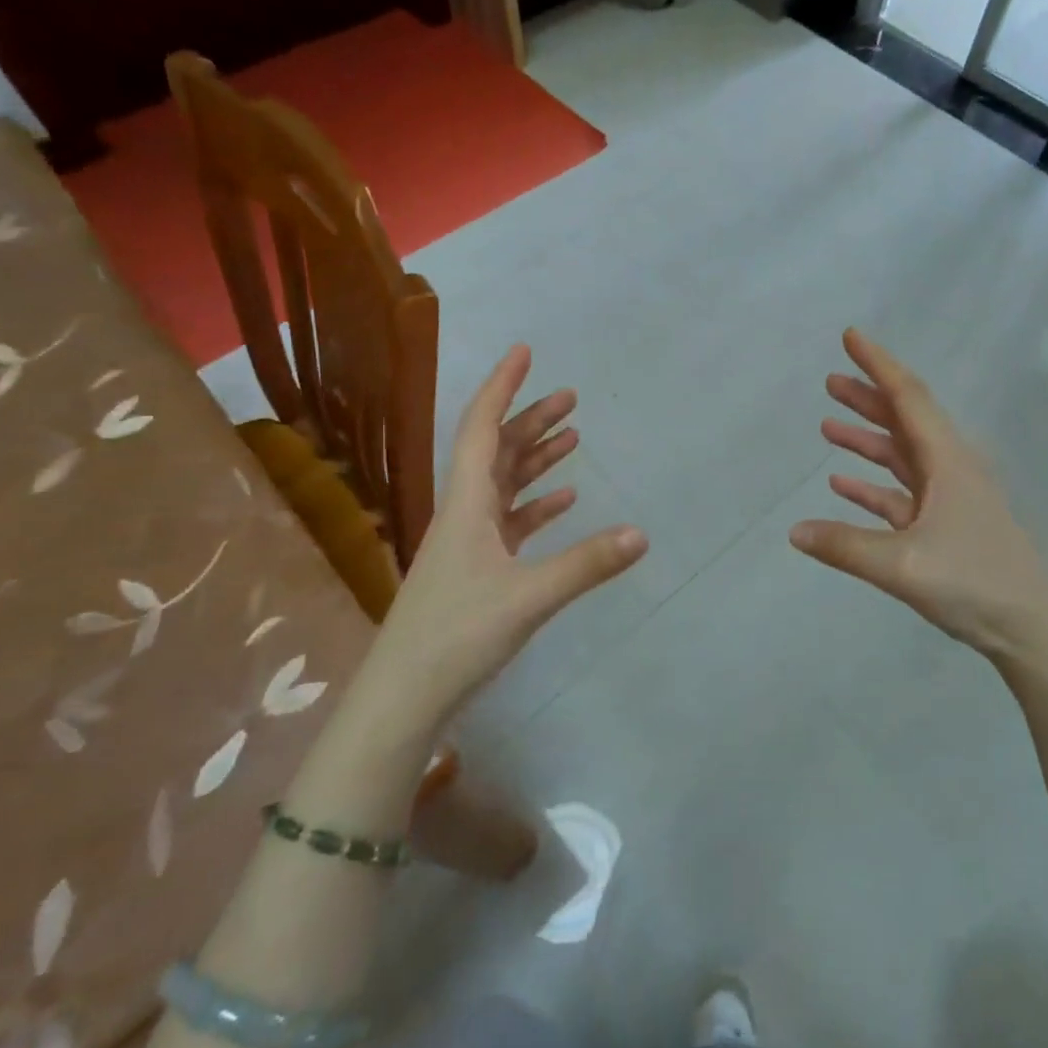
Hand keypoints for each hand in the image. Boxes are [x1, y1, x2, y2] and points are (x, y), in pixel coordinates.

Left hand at [371, 345, 647, 722]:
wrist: (405, 694)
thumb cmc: (457, 635)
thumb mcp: (529, 598)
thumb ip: (585, 564)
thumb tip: (641, 533)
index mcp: (466, 504)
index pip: (480, 427)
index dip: (502, 387)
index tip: (524, 353)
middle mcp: (464, 512)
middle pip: (495, 450)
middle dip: (529, 419)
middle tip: (569, 397)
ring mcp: (468, 541)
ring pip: (503, 483)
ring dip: (534, 458)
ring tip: (572, 436)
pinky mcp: (476, 568)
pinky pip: (509, 521)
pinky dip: (535, 504)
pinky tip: (563, 501)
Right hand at [789, 329, 1047, 688]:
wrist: (1033, 630)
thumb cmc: (975, 583)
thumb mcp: (902, 565)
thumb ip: (845, 546)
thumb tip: (793, 531)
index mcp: (947, 461)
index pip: (908, 397)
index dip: (877, 364)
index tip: (851, 336)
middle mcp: (949, 469)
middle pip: (903, 420)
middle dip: (867, 397)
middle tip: (830, 379)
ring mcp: (948, 499)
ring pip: (900, 456)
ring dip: (866, 439)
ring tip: (828, 425)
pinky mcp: (944, 527)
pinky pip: (899, 494)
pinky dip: (871, 485)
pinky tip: (841, 485)